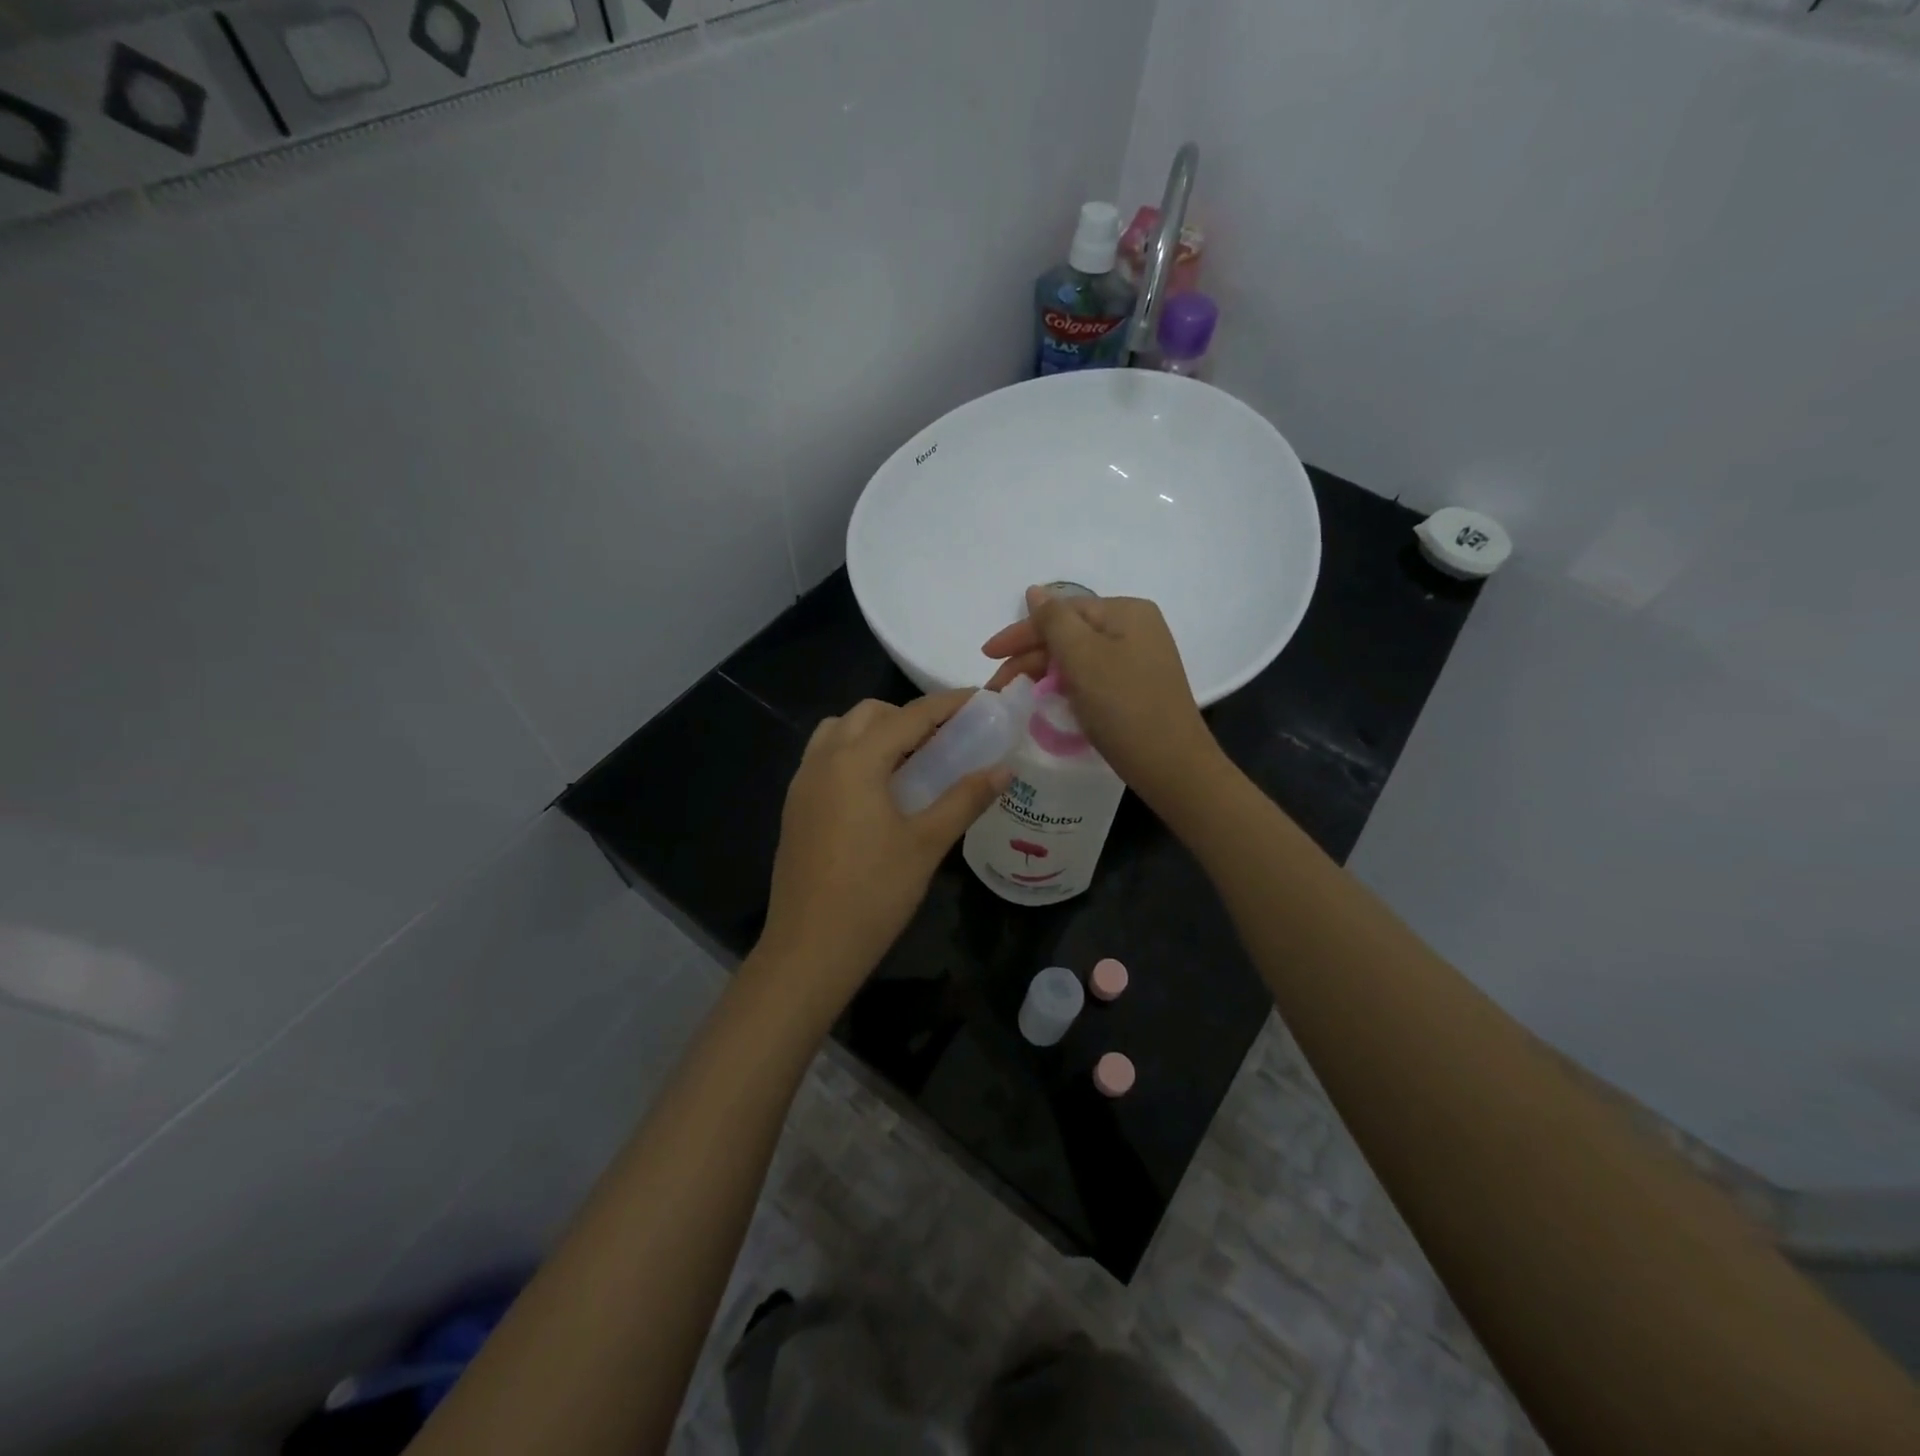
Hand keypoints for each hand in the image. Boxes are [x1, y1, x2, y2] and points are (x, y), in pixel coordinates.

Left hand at [756, 692, 1007, 1017]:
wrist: (809, 948)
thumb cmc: (873, 894)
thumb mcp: (927, 844)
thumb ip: (965, 799)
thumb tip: (1004, 769)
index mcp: (856, 761)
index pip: (910, 715)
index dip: (948, 705)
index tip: (980, 701)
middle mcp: (823, 760)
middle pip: (869, 714)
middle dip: (909, 716)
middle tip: (945, 741)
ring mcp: (802, 783)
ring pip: (839, 731)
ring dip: (875, 732)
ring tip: (910, 763)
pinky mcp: (795, 807)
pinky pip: (824, 758)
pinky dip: (853, 754)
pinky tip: (877, 791)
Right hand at [982, 587, 1224, 813]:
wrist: (1171, 765)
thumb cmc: (1123, 706)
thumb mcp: (1082, 657)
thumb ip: (1053, 620)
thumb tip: (1034, 591)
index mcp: (1126, 611)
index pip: (1061, 612)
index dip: (1020, 632)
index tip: (986, 654)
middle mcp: (1135, 628)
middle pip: (1069, 633)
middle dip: (1029, 657)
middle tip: (997, 685)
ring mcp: (1138, 659)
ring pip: (1078, 657)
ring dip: (1044, 673)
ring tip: (1015, 696)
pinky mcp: (1136, 687)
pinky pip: (1091, 676)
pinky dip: (1066, 686)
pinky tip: (1047, 701)